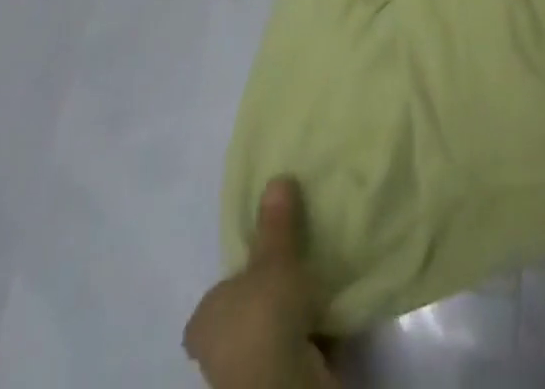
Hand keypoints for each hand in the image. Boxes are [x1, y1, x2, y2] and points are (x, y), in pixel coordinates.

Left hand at [184, 177, 338, 388]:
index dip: (244, 272)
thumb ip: (277, 223)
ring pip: (278, 330)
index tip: (271, 253)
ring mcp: (251, 374)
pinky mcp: (283, 383)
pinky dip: (318, 332)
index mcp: (205, 319)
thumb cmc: (265, 320)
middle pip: (251, 309)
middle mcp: (220, 350)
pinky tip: (338, 306)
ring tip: (328, 273)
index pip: (221, 292)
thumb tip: (277, 177)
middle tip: (306, 255)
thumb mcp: (274, 260)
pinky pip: (302, 348)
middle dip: (276, 290)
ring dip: (300, 312)